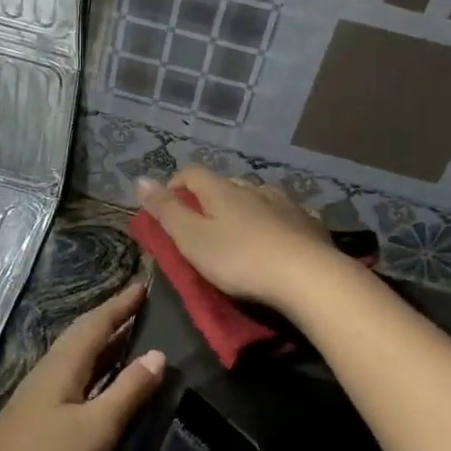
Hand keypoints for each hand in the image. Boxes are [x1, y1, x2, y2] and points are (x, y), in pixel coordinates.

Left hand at [0, 280, 163, 450]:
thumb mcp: (94, 429)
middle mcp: (50, 372)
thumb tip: (158, 354)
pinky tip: (105, 383)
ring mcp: (40, 396)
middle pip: (84, 336)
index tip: (145, 284)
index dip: (121, 304)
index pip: (96, 323)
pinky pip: (74, 379)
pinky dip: (96, 371)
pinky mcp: (38, 419)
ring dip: (105, 344)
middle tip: (144, 305)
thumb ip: (126, 392)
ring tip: (133, 337)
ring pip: (78, 358)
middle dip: (113, 318)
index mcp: (63, 366)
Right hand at [134, 168, 338, 312]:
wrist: (307, 278)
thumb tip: (141, 179)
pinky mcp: (310, 224)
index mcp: (222, 191)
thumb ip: (166, 210)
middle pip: (225, 184)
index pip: (192, 173)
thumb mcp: (191, 239)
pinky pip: (288, 214)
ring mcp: (285, 204)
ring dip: (245, 207)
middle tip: (201, 224)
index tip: (166, 207)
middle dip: (209, 198)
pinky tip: (280, 234)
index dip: (175, 185)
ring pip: (258, 196)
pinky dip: (277, 220)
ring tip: (240, 230)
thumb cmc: (239, 259)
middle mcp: (254, 189)